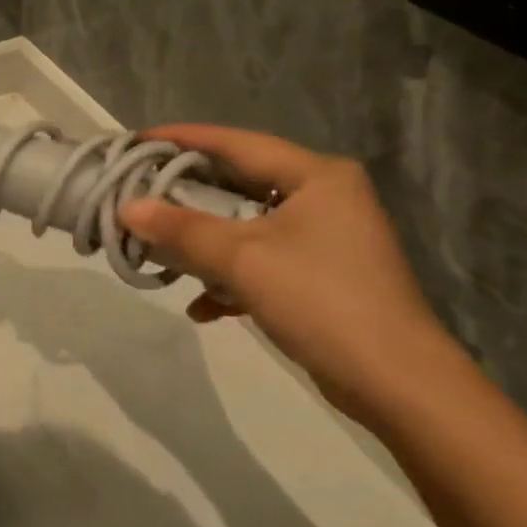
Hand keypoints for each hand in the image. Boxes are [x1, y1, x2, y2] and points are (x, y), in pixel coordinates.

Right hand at [119, 127, 458, 420]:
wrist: (400, 388)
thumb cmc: (321, 301)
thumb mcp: (243, 259)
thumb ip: (181, 229)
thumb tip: (126, 208)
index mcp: (315, 175)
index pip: (236, 143)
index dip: (182, 139)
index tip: (137, 141)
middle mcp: (324, 196)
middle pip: (239, 183)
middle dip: (187, 195)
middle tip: (139, 191)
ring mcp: (326, 238)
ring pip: (247, 225)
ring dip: (204, 241)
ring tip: (158, 249)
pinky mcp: (323, 276)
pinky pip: (263, 260)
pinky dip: (231, 276)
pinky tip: (202, 305)